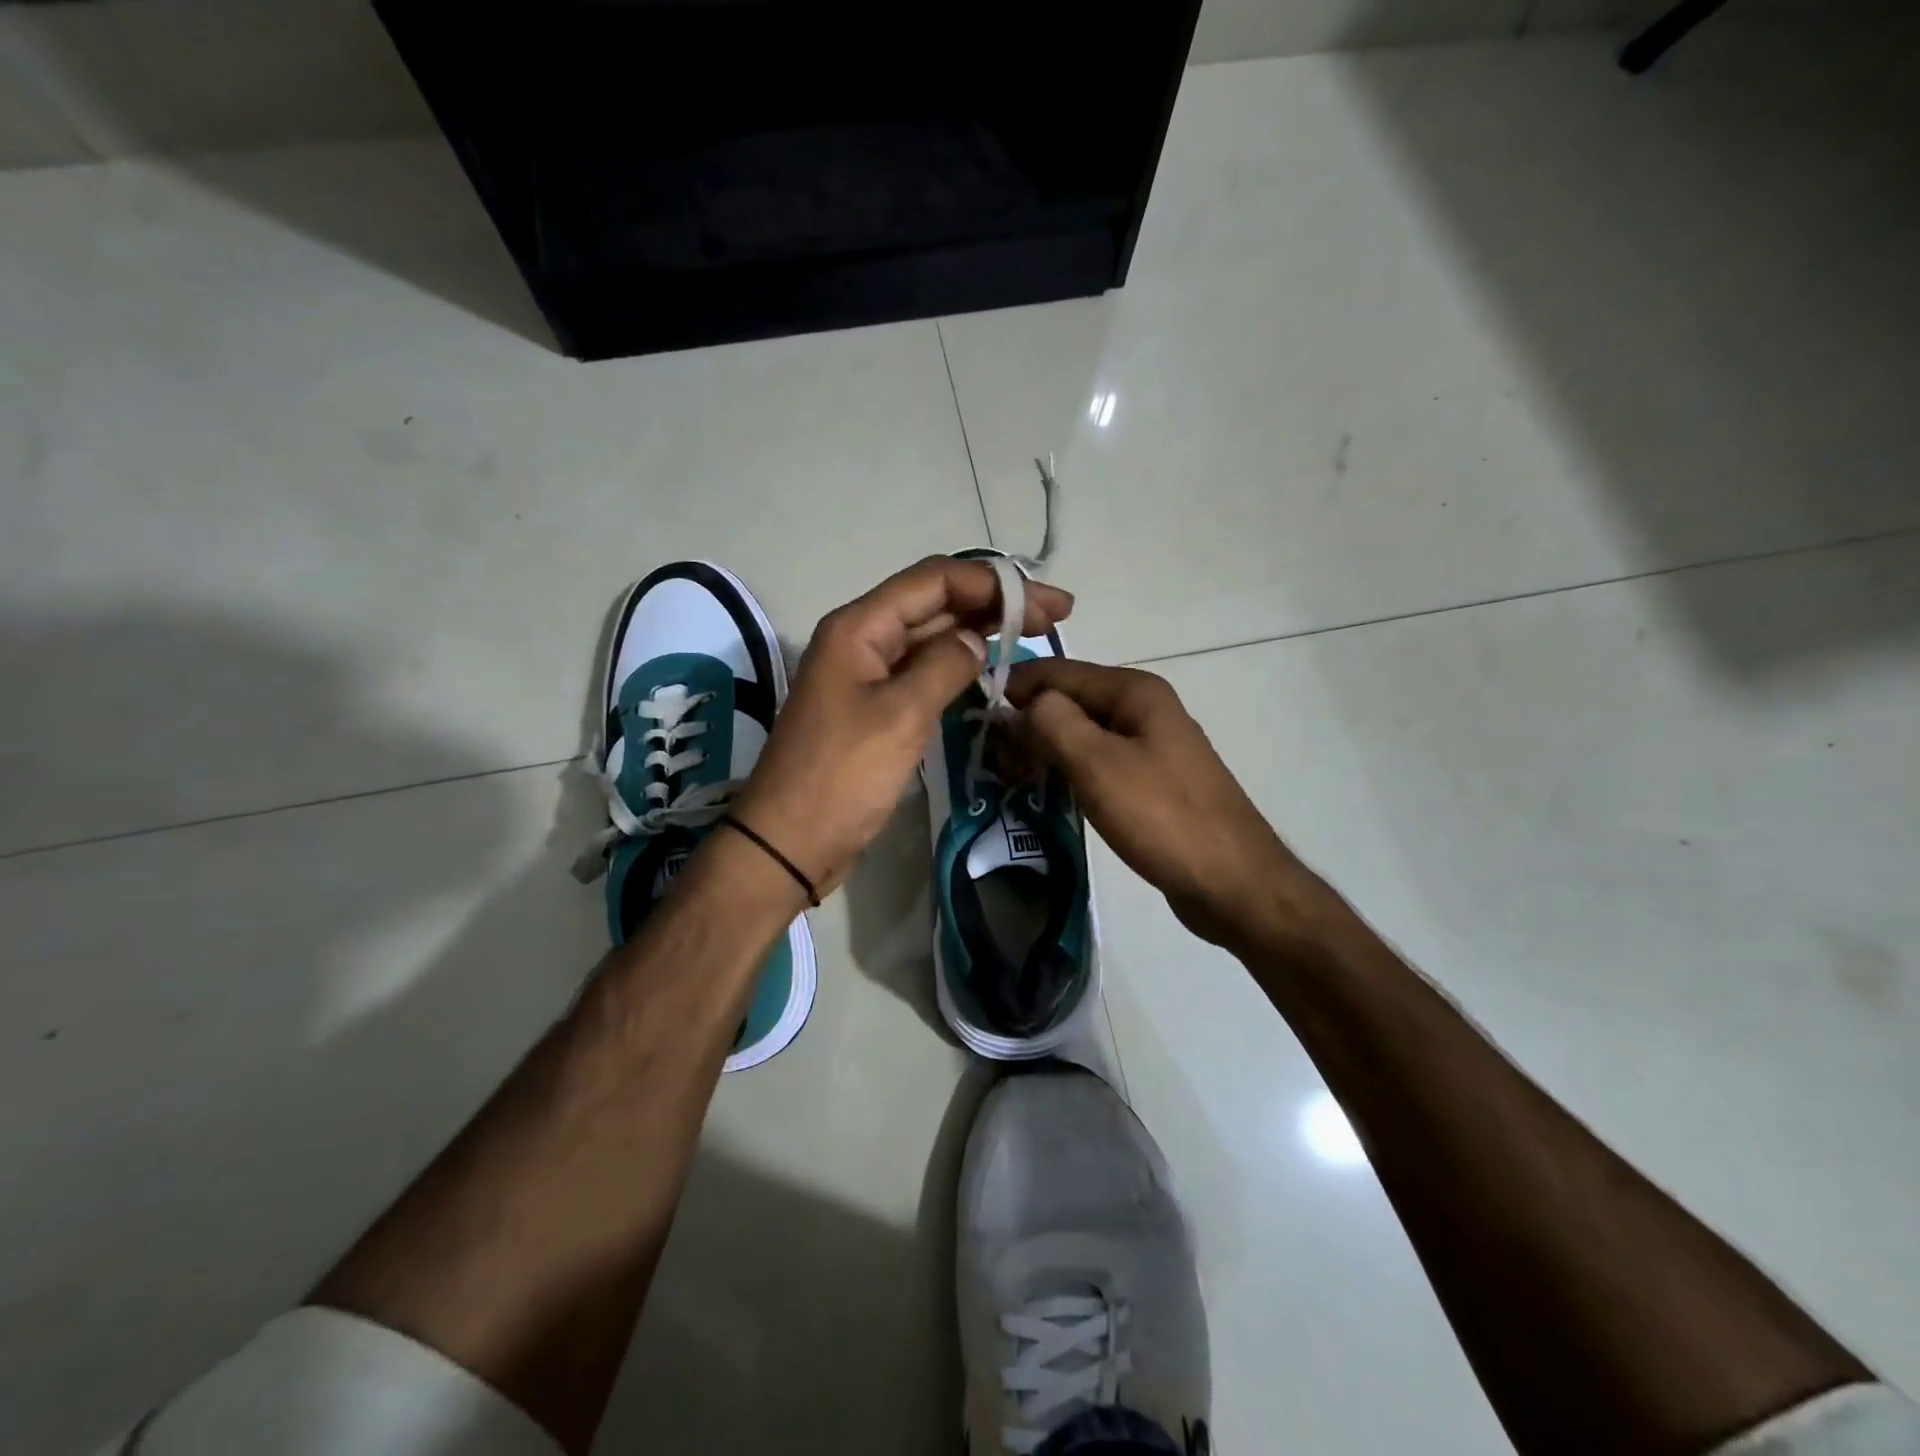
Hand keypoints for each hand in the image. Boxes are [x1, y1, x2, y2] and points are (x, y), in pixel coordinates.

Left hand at [733, 557, 1073, 896]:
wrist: (790, 842)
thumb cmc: (842, 776)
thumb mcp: (901, 716)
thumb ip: (944, 666)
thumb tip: (977, 639)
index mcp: (859, 627)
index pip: (935, 581)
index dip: (994, 583)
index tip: (1047, 604)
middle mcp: (862, 640)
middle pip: (935, 604)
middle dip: (994, 604)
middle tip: (1055, 617)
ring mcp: (867, 675)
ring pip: (931, 637)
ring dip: (979, 632)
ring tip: (1034, 636)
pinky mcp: (874, 708)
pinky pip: (922, 672)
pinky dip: (958, 666)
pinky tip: (991, 670)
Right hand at [1007, 659, 1332, 952]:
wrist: (1232, 881)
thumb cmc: (1161, 816)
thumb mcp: (1097, 763)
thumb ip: (1051, 722)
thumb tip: (1021, 705)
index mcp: (1134, 691)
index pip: (1058, 671)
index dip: (1015, 687)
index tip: (975, 716)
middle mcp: (1143, 709)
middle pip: (1070, 701)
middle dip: (1028, 722)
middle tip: (994, 760)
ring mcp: (1150, 745)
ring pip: (1083, 734)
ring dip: (1046, 749)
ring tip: (1013, 778)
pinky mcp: (1151, 781)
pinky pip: (1099, 762)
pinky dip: (1069, 771)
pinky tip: (1048, 793)